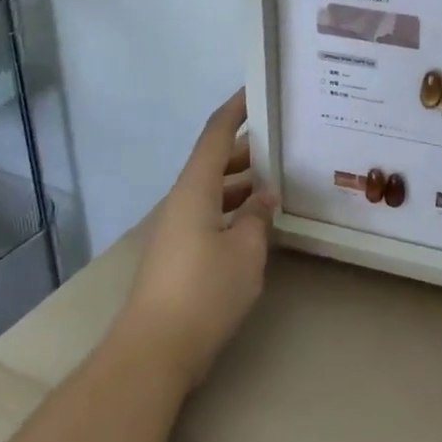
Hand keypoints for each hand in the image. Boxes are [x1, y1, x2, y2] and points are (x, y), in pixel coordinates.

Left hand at [120, 90, 276, 387]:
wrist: (155, 350)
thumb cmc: (203, 292)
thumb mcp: (246, 251)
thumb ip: (258, 217)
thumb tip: (266, 196)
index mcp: (195, 189)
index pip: (215, 134)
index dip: (236, 109)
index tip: (258, 90)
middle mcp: (183, 201)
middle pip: (215, 161)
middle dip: (249, 149)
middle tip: (286, 141)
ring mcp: (179, 229)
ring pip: (214, 191)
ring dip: (244, 182)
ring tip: (282, 180)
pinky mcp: (180, 254)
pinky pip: (212, 215)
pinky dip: (236, 209)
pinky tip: (260, 223)